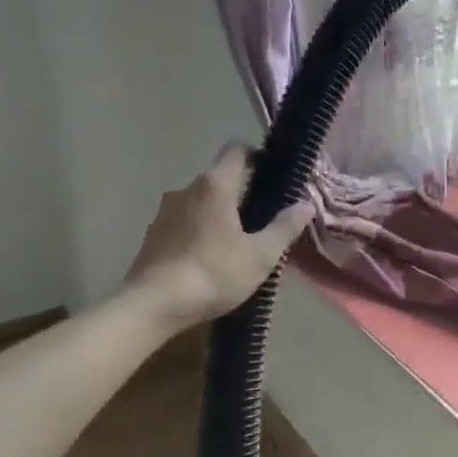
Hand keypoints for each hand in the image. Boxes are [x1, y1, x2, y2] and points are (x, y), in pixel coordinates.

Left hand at [123, 144, 314, 324]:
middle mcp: (186, 189)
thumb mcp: (260, 255)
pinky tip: (208, 259)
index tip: (272, 175)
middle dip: (240, 191)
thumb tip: (306, 204)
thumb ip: (285, 227)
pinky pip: (183, 222)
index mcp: (215, 185)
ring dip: (217, 213)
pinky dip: (198, 231)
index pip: (236, 149)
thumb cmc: (212, 273)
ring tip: (235, 242)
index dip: (256, 155)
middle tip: (262, 217)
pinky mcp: (151, 236)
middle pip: (219, 177)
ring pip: (199, 202)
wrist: (151, 307)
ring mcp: (164, 212)